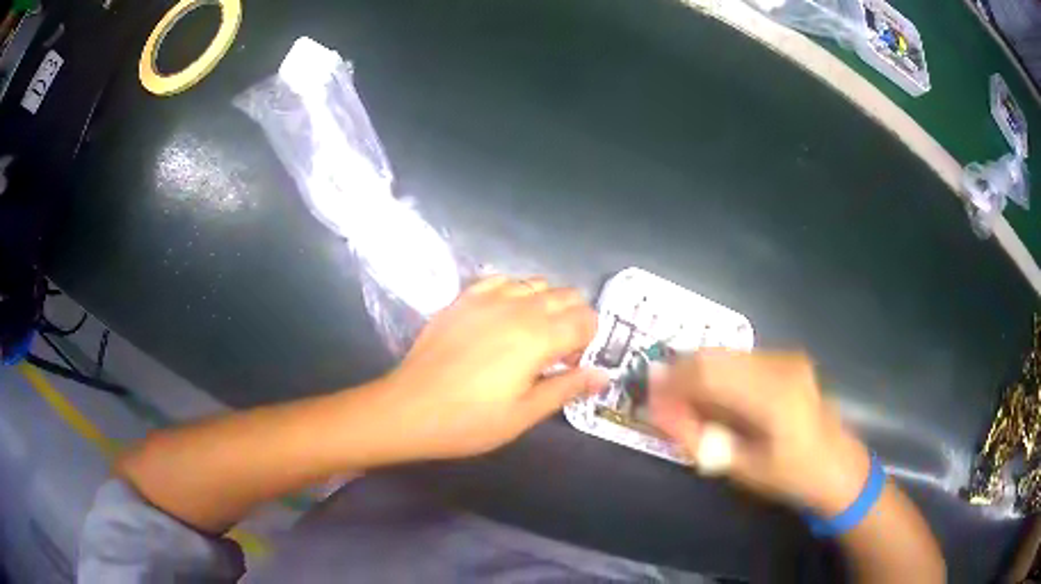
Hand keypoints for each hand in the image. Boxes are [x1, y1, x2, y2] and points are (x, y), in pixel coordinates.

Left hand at [370, 276, 606, 460]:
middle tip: (560, 352)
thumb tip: (603, 375)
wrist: (408, 408)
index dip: (590, 340)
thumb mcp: (524, 413)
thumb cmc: (470, 420)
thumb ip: (567, 388)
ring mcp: (488, 297)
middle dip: (574, 319)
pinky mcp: (463, 298)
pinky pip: (501, 280)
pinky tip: (505, 315)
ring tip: (534, 334)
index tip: (577, 363)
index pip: (586, 320)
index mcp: (540, 336)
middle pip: (566, 296)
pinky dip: (514, 292)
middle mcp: (519, 307)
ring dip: (546, 303)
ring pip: (536, 283)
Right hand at [649, 350, 870, 515]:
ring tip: (688, 402)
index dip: (671, 382)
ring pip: (725, 353)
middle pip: (713, 355)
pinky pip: (740, 358)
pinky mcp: (788, 358)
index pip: (707, 373)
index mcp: (771, 395)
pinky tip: (716, 397)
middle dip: (680, 373)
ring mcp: (786, 357)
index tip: (647, 395)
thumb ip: (697, 436)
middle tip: (663, 400)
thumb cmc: (788, 477)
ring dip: (699, 373)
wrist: (837, 465)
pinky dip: (719, 373)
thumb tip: (657, 409)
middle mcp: (779, 364)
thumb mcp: (738, 467)